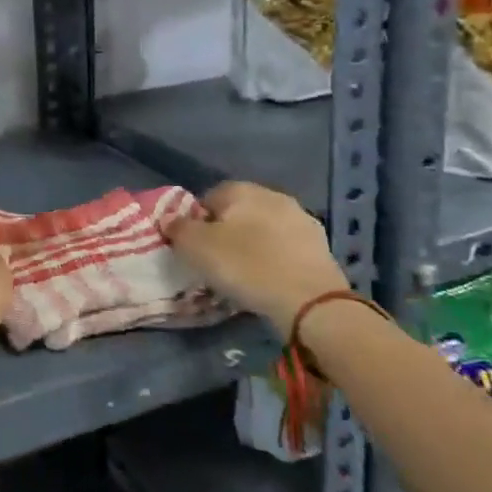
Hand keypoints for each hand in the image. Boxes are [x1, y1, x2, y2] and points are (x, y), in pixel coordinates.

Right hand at [165, 181, 350, 329]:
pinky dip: (276, 260)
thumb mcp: (195, 247)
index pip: (209, 197)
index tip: (195, 248)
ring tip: (246, 275)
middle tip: (218, 262)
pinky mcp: (321, 247)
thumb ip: (178, 228)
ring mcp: (302, 220)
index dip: (198, 222)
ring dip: (255, 246)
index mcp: (242, 190)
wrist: (311, 301)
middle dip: (228, 232)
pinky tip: (271, 282)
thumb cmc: (245, 266)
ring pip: (265, 230)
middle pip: (240, 212)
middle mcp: (273, 196)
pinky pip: (286, 249)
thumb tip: (170, 219)